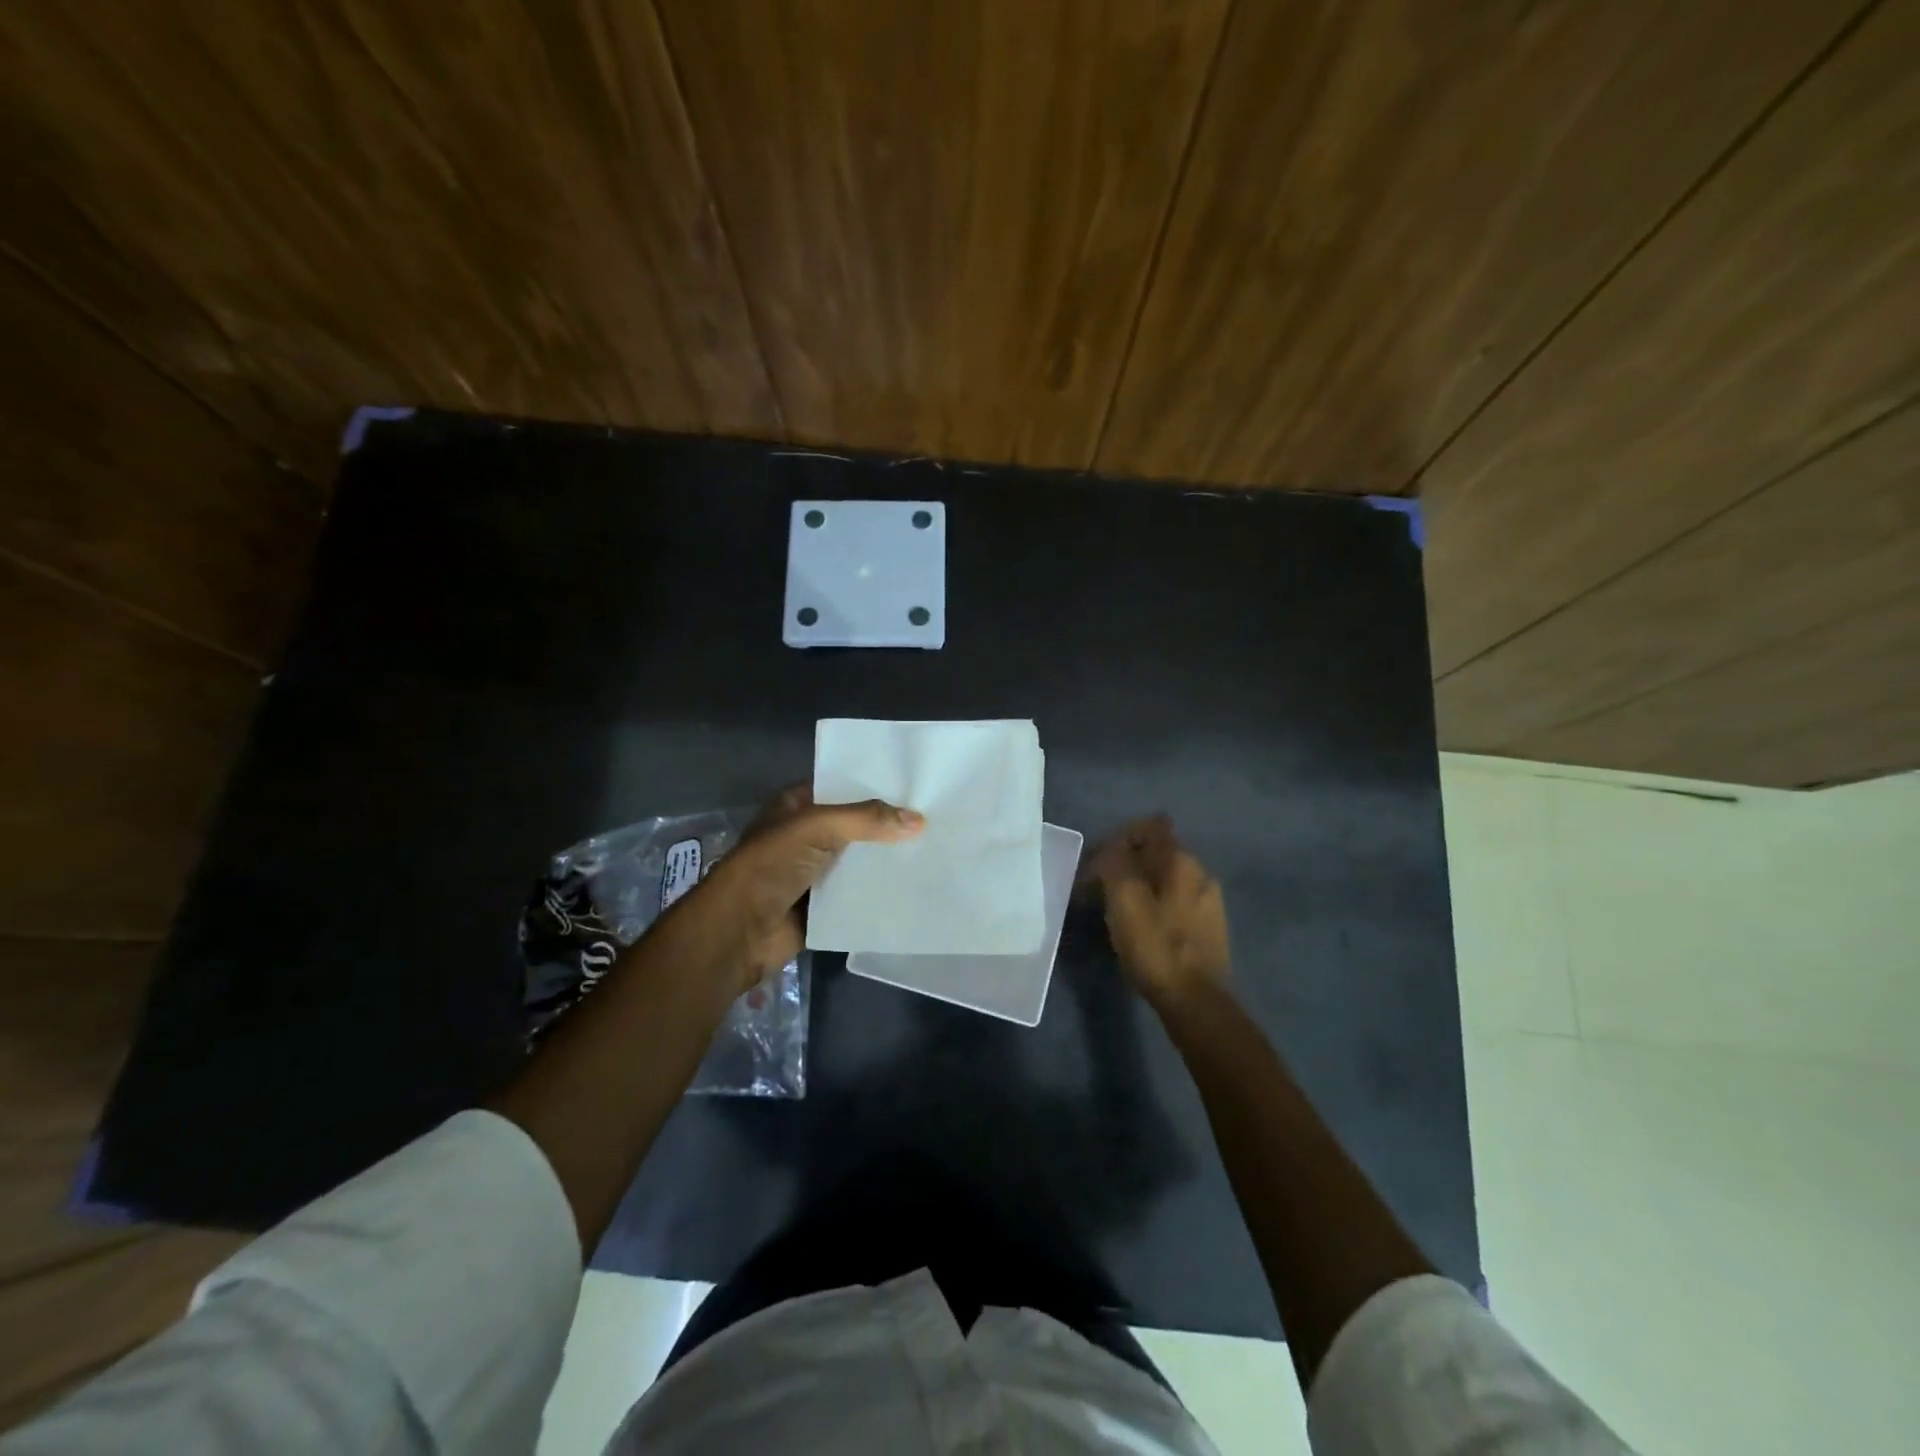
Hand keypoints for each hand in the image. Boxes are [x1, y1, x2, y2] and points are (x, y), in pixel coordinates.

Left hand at [686, 785, 924, 995]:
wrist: (738, 931)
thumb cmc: (770, 866)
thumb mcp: (817, 827)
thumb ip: (866, 819)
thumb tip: (919, 820)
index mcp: (796, 806)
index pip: (841, 786)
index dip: (874, 785)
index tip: (915, 786)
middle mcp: (805, 835)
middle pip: (854, 825)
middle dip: (887, 825)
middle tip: (934, 820)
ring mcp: (812, 872)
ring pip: (857, 861)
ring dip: (885, 861)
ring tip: (933, 852)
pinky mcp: (821, 907)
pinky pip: (856, 895)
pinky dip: (878, 893)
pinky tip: (912, 888)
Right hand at [1083, 815, 1229, 1006]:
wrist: (1196, 1002)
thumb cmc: (1155, 946)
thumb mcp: (1123, 899)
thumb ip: (1114, 863)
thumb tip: (1110, 850)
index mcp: (1181, 860)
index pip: (1151, 825)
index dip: (1121, 836)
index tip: (1099, 861)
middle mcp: (1200, 873)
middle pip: (1156, 853)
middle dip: (1125, 864)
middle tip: (1099, 889)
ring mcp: (1209, 901)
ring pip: (1166, 879)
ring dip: (1139, 887)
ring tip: (1115, 912)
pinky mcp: (1210, 928)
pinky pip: (1175, 903)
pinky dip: (1154, 907)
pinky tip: (1140, 930)